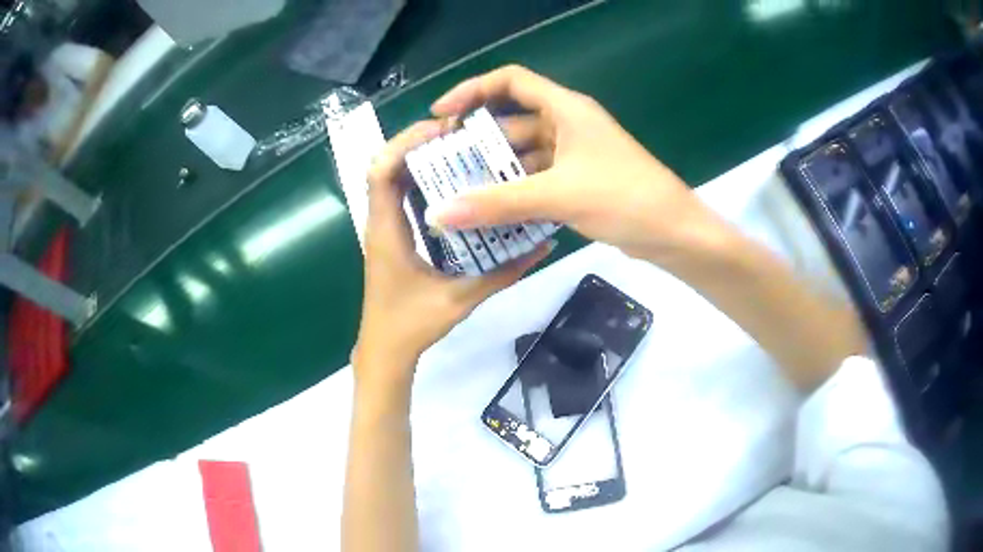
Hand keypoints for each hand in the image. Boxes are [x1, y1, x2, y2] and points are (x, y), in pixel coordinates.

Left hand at [353, 120, 550, 393]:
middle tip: (459, 135)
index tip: (443, 130)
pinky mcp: (392, 236)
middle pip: (385, 165)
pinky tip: (452, 182)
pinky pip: (400, 196)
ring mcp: (384, 228)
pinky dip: (420, 180)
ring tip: (459, 149)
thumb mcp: (461, 298)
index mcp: (387, 230)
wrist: (385, 350)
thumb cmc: (412, 326)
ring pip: (392, 178)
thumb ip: (503, 272)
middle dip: (417, 143)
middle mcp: (380, 221)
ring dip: (418, 159)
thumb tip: (542, 245)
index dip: (405, 142)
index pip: (382, 171)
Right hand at [428, 65, 730, 264]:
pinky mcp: (577, 180)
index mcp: (565, 108)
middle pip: (511, 120)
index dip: (472, 90)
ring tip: (457, 192)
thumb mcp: (557, 195)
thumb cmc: (623, 198)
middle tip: (442, 164)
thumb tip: (440, 214)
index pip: (511, 81)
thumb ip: (497, 203)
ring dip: (494, 171)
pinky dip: (514, 191)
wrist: (673, 233)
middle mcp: (567, 124)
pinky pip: (536, 177)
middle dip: (477, 140)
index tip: (441, 115)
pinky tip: (489, 210)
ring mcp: (573, 153)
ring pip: (523, 153)